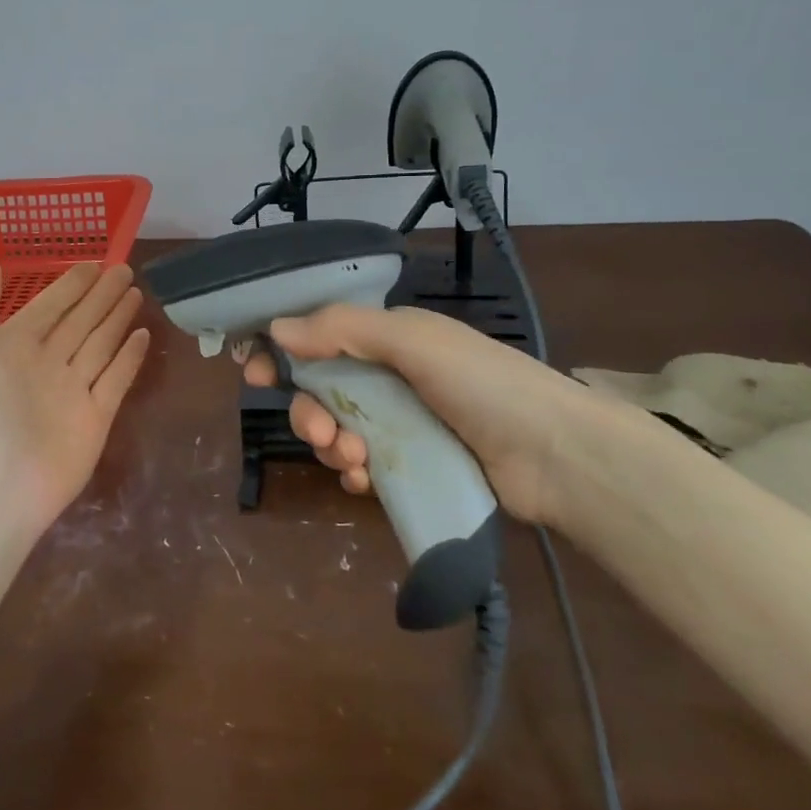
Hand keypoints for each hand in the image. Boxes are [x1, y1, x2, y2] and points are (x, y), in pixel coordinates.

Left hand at [0, 259, 151, 536]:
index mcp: (14, 346)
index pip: (49, 305)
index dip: (70, 284)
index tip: (94, 263)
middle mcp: (45, 364)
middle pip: (80, 321)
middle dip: (100, 296)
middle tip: (125, 269)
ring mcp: (72, 391)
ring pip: (100, 344)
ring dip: (117, 319)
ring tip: (136, 293)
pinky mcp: (96, 418)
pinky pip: (117, 379)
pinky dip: (129, 357)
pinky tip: (143, 334)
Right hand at [242, 304, 610, 525]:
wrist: (557, 456)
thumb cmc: (482, 383)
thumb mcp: (413, 341)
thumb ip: (343, 329)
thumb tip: (276, 327)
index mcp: (387, 339)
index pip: (317, 337)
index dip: (281, 352)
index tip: (253, 373)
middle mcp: (388, 377)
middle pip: (319, 391)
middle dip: (308, 412)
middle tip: (320, 434)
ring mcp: (400, 424)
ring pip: (337, 431)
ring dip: (332, 447)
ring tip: (354, 460)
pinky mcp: (412, 465)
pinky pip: (361, 467)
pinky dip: (354, 474)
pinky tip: (365, 481)